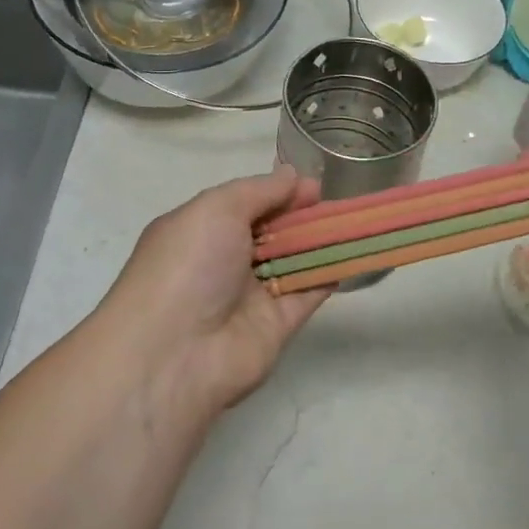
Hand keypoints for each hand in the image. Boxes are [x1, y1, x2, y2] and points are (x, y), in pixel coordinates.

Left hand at [102, 166, 331, 419]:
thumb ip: (259, 190)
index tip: (312, 186)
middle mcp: (223, 262)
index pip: (245, 204)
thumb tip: (292, 175)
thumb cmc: (188, 265)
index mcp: (200, 230)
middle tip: (334, 203)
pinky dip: (329, 274)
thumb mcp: (216, 208)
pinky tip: (353, 254)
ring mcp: (250, 296)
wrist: (174, 353)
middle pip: (271, 232)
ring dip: (320, 242)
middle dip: (302, 215)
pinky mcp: (276, 326)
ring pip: (293, 261)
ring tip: (353, 221)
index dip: (278, 193)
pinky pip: (307, 293)